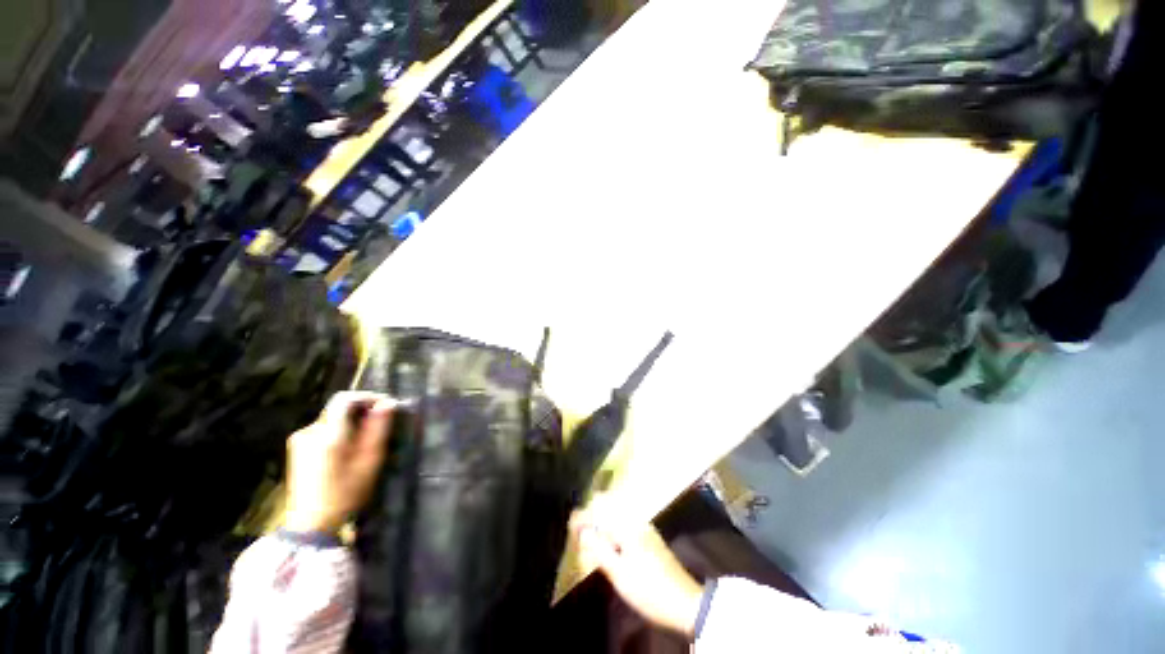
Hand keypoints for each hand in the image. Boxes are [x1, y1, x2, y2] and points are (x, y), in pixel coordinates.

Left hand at [284, 392, 394, 533]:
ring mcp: (300, 441)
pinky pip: (323, 431)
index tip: (386, 406)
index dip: (368, 397)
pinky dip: (340, 432)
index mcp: (327, 433)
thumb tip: (388, 403)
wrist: (311, 525)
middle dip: (362, 412)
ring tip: (368, 439)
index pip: (345, 399)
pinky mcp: (297, 451)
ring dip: (352, 422)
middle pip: (339, 409)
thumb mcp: (369, 460)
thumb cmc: (346, 492)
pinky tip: (349, 450)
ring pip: (332, 420)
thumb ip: (378, 428)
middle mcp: (309, 431)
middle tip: (382, 425)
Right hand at [572, 496, 703, 637]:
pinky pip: (625, 522)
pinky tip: (610, 542)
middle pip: (609, 505)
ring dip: (602, 520)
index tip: (569, 525)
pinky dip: (613, 527)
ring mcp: (644, 527)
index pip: (599, 512)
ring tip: (592, 536)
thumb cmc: (648, 589)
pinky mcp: (649, 537)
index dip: (582, 517)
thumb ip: (599, 550)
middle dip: (593, 513)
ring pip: (617, 513)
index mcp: (627, 526)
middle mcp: (636, 520)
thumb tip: (583, 532)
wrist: (685, 603)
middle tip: (580, 530)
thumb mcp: (619, 574)